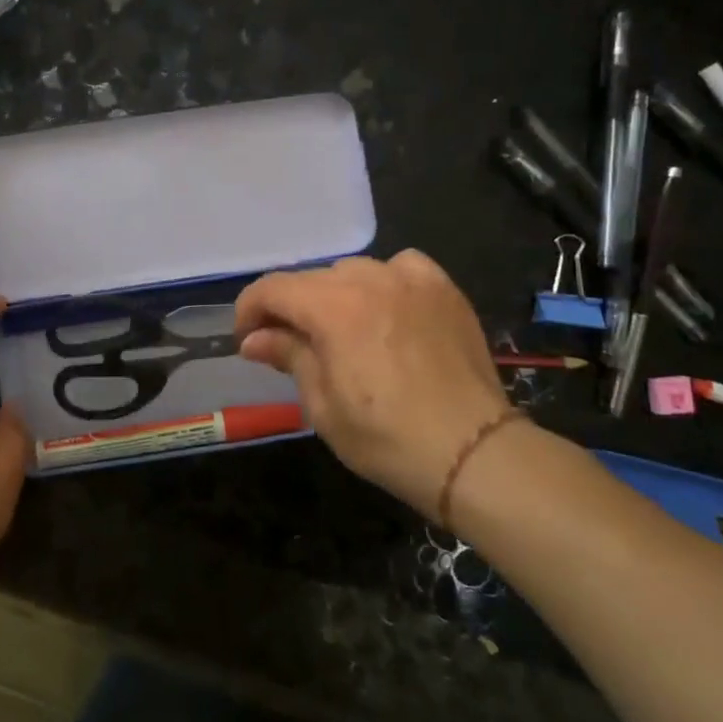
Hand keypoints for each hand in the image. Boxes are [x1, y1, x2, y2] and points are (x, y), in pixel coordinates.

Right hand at [235, 251, 514, 517]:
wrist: (474, 454)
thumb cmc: (387, 438)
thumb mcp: (323, 404)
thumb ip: (289, 356)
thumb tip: (255, 339)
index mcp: (334, 307)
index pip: (273, 288)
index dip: (250, 310)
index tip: (248, 340)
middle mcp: (370, 279)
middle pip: (311, 279)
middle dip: (290, 308)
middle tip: (288, 343)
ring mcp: (412, 280)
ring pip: (353, 271)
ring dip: (334, 295)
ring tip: (341, 329)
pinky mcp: (444, 289)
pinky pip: (401, 268)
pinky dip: (384, 281)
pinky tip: (387, 308)